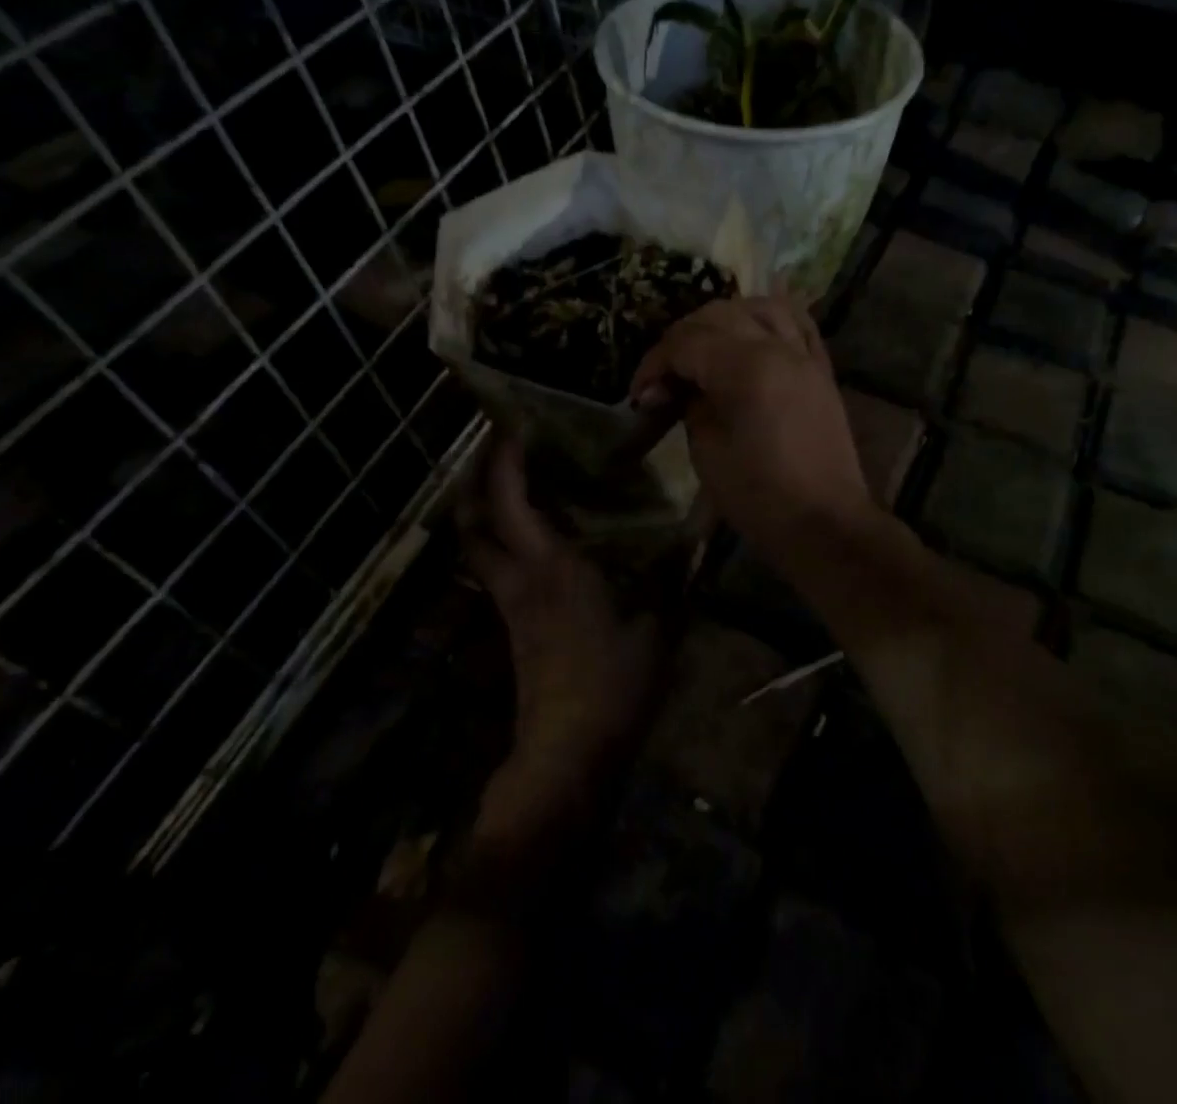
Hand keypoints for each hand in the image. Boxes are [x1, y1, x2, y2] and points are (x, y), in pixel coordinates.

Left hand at [459, 438, 663, 823]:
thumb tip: (703, 530)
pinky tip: (531, 533)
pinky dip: (500, 537)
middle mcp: (518, 576)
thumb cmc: (613, 683)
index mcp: (550, 566)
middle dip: (476, 478)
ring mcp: (509, 602)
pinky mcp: (512, 623)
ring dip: (481, 507)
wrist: (568, 752)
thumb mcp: (658, 625)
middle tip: (498, 447)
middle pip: (472, 518)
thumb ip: (677, 573)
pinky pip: (494, 565)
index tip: (514, 425)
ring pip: (476, 543)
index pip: (510, 500)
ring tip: (509, 480)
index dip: (505, 459)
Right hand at [630, 297, 875, 564]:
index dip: (654, 363)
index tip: (639, 394)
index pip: (686, 342)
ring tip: (705, 346)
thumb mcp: (707, 451)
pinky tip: (752, 332)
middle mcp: (778, 348)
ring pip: (761, 306)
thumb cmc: (759, 497)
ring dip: (725, 318)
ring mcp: (805, 356)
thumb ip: (692, 405)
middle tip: (664, 375)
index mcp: (745, 368)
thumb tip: (679, 387)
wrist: (824, 524)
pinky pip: (799, 324)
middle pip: (718, 315)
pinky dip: (770, 319)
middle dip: (681, 338)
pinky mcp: (821, 370)